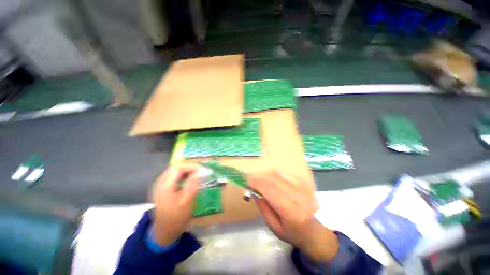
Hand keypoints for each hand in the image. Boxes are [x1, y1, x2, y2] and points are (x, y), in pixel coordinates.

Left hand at [151, 164, 200, 245]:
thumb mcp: (187, 201)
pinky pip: (174, 175)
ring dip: (187, 170)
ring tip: (198, 174)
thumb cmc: (176, 218)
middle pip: (176, 167)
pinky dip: (183, 174)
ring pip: (175, 170)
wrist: (164, 231)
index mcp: (165, 185)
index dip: (192, 166)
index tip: (203, 170)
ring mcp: (160, 185)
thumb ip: (192, 184)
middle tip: (201, 171)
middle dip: (190, 167)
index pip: (179, 167)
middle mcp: (160, 182)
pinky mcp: (163, 188)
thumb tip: (201, 171)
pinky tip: (189, 179)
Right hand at [248, 171, 338, 262]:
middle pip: (275, 181)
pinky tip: (267, 178)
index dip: (258, 184)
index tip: (247, 181)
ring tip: (257, 179)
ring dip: (266, 175)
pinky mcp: (302, 185)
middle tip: (250, 179)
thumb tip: (253, 191)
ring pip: (279, 176)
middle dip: (260, 178)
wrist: (312, 231)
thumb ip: (263, 207)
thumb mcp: (273, 226)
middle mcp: (298, 197)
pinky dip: (273, 175)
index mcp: (291, 212)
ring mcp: (302, 189)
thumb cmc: (291, 233)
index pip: (272, 192)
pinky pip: (284, 176)